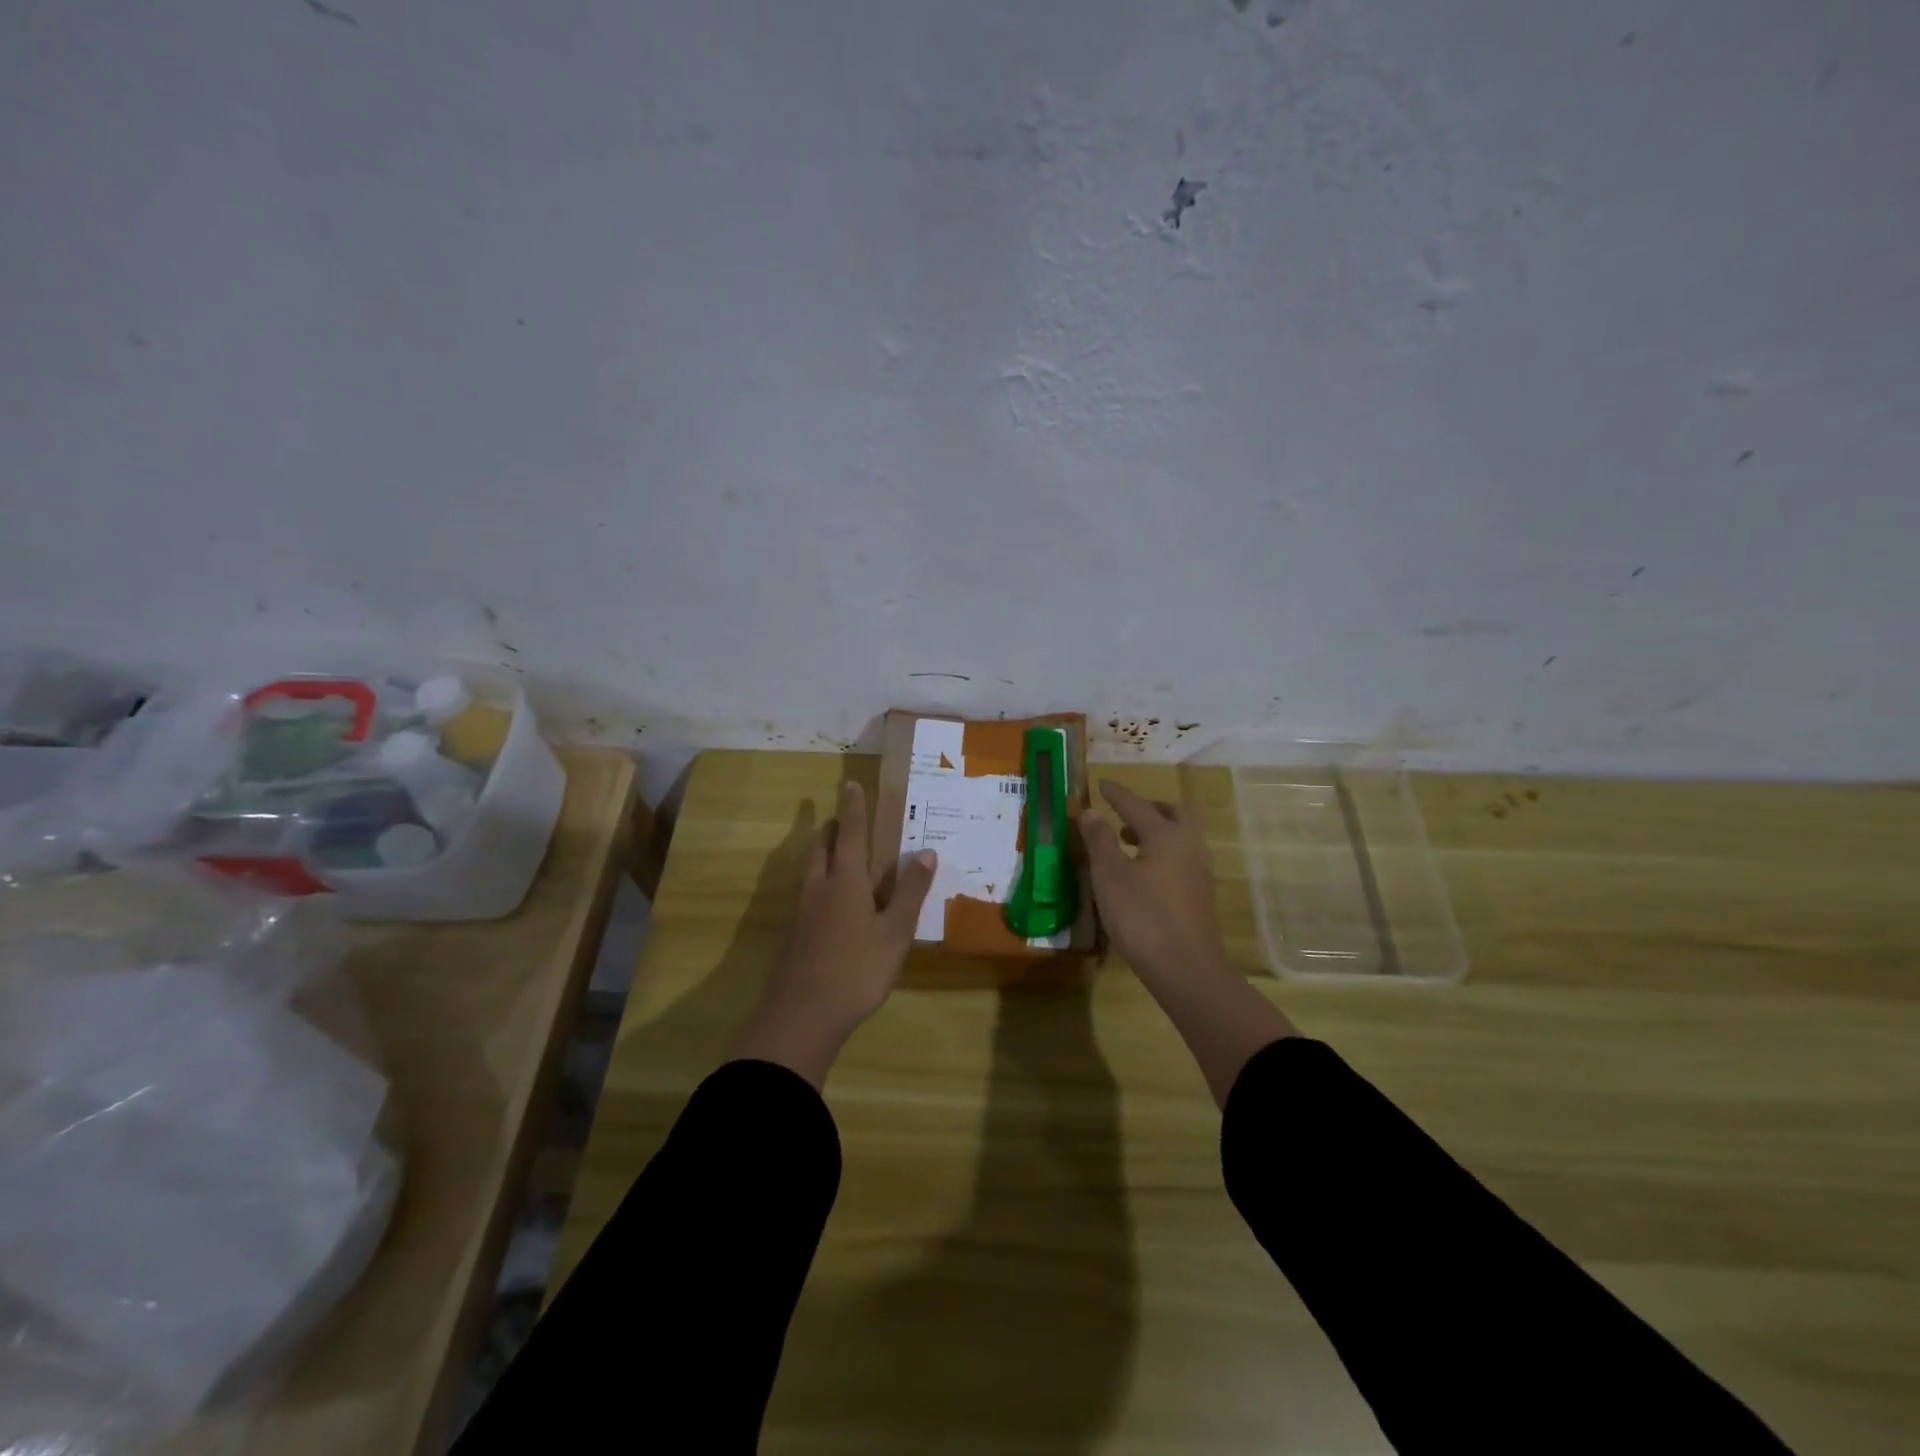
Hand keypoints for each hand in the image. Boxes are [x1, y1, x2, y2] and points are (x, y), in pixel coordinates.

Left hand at [733, 780, 936, 1088]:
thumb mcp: (895, 932)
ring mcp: (802, 914)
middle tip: (840, 819)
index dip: (853, 809)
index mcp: (845, 881)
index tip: (852, 785)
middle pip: (821, 848)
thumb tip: (926, 852)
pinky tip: (829, 904)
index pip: (850, 834)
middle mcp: (819, 889)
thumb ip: (910, 892)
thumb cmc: (856, 970)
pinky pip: (808, 895)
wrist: (801, 1017)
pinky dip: (819, 883)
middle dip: (831, 830)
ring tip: (834, 853)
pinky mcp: (794, 937)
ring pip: (810, 871)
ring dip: (821, 854)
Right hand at [1081, 778, 1294, 1106]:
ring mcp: (1200, 872)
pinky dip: (1162, 853)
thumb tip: (1091, 811)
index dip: (1117, 794)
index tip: (1102, 784)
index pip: (1137, 805)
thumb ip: (1099, 840)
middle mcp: (1189, 846)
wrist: (1186, 969)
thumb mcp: (1109, 876)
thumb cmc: (1142, 916)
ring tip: (1128, 843)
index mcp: (1167, 835)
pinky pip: (1181, 859)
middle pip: (1173, 814)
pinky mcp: (1200, 896)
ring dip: (1156, 832)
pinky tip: (1144, 873)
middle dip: (1149, 808)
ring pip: (1181, 837)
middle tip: (1124, 814)